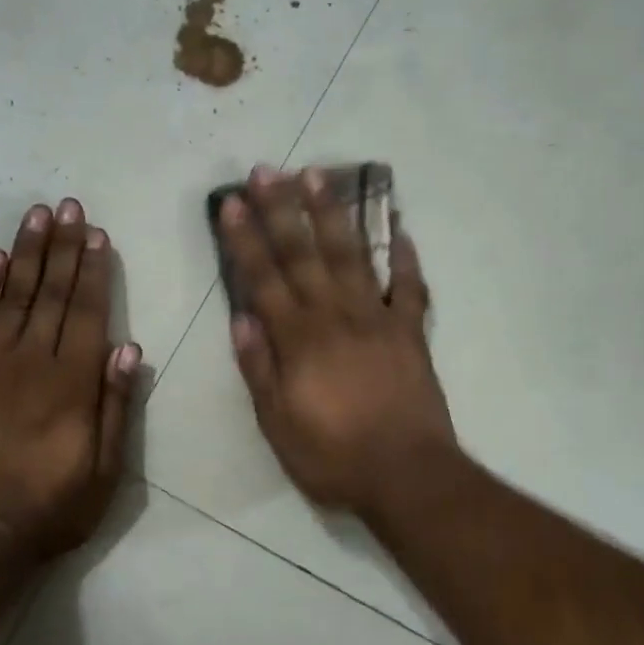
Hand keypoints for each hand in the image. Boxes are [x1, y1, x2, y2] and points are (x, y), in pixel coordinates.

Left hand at [0, 199, 140, 563]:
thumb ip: (117, 405)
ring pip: (14, 295)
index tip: (98, 235)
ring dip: (28, 252)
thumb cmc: (52, 505)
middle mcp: (33, 360)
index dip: (95, 270)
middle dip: (64, 246)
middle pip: (53, 292)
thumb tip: (129, 349)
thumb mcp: (105, 469)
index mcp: (74, 381)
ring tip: (37, 215)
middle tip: (70, 206)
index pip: (88, 311)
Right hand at [220, 167, 456, 517]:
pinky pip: (411, 286)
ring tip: (319, 176)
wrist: (406, 474)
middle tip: (268, 170)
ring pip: (352, 255)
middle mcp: (335, 316)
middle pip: (304, 253)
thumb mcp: (278, 424)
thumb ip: (259, 369)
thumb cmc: (333, 456)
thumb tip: (241, 319)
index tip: (232, 202)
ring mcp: (378, 318)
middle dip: (282, 209)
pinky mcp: (411, 331)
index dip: (246, 238)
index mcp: (298, 339)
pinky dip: (407, 256)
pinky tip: (400, 227)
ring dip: (333, 214)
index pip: (264, 278)